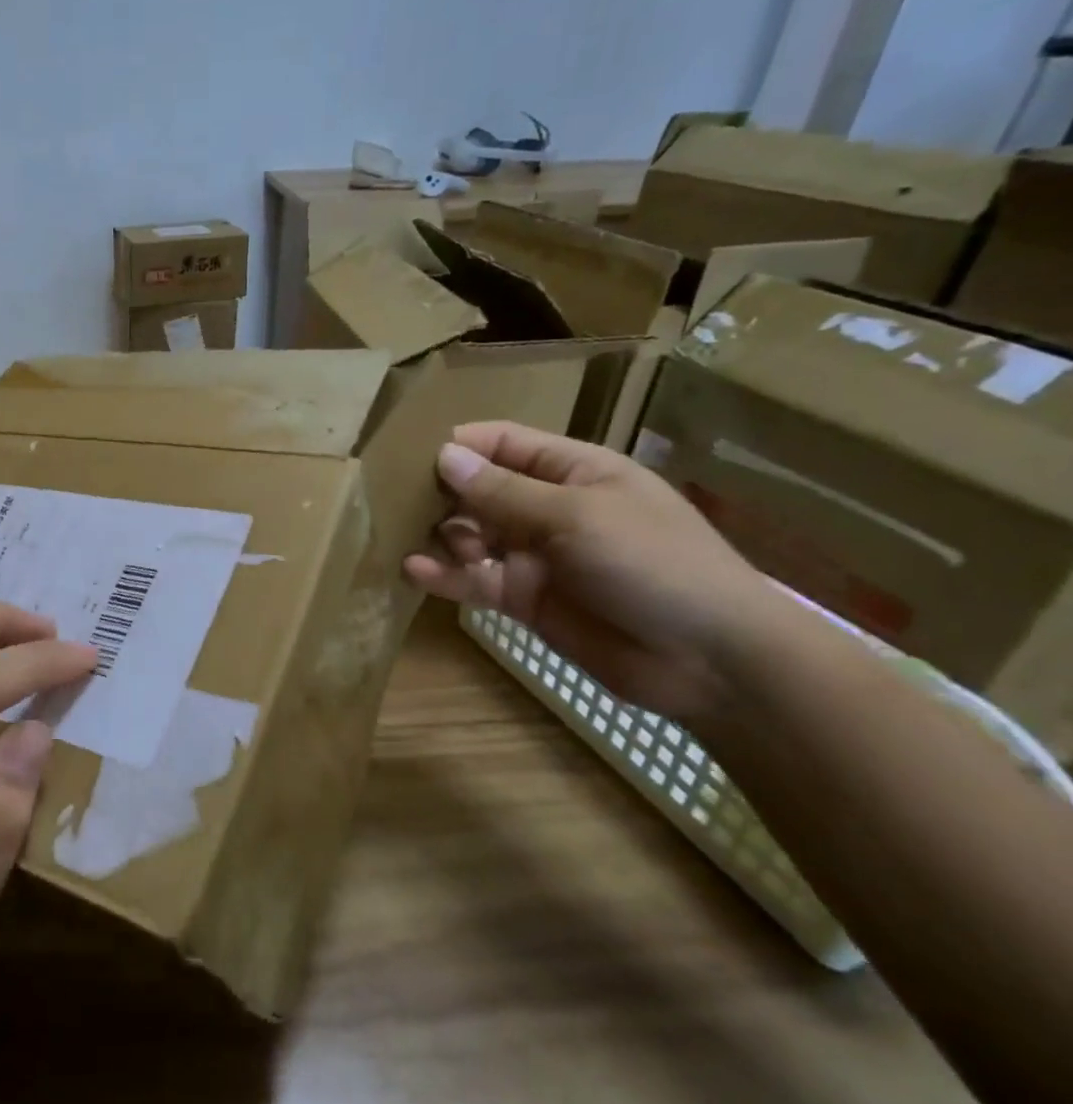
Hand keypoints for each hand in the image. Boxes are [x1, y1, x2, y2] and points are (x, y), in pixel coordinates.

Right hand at [404, 421, 788, 724]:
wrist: (710, 659)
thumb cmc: (653, 564)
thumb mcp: (577, 517)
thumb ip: (505, 492)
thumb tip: (444, 457)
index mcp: (574, 472)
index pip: (505, 444)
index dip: (460, 444)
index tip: (408, 453)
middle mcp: (549, 509)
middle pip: (481, 489)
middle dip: (441, 492)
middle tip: (393, 499)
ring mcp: (535, 556)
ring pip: (471, 535)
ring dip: (440, 534)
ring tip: (407, 536)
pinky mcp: (524, 599)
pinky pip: (475, 580)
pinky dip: (446, 575)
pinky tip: (414, 571)